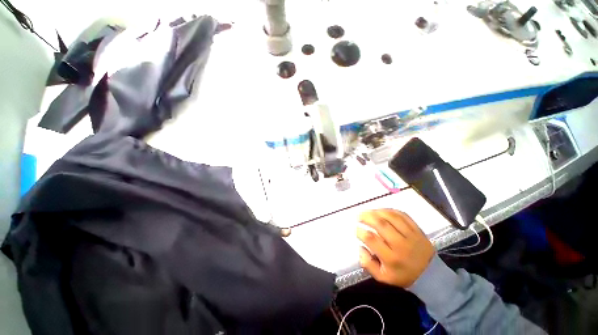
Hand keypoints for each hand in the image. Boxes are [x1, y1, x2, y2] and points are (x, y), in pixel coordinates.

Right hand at [357, 209, 433, 287]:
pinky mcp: (417, 230)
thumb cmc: (402, 276)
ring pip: (391, 217)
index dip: (360, 232)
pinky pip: (403, 215)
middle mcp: (401, 244)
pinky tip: (382, 211)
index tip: (356, 229)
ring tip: (369, 211)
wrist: (431, 276)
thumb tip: (360, 247)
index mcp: (391, 258)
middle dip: (367, 217)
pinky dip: (390, 210)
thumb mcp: (383, 277)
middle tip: (359, 216)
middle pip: (381, 225)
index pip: (372, 239)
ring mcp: (411, 235)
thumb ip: (368, 264)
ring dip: (377, 211)